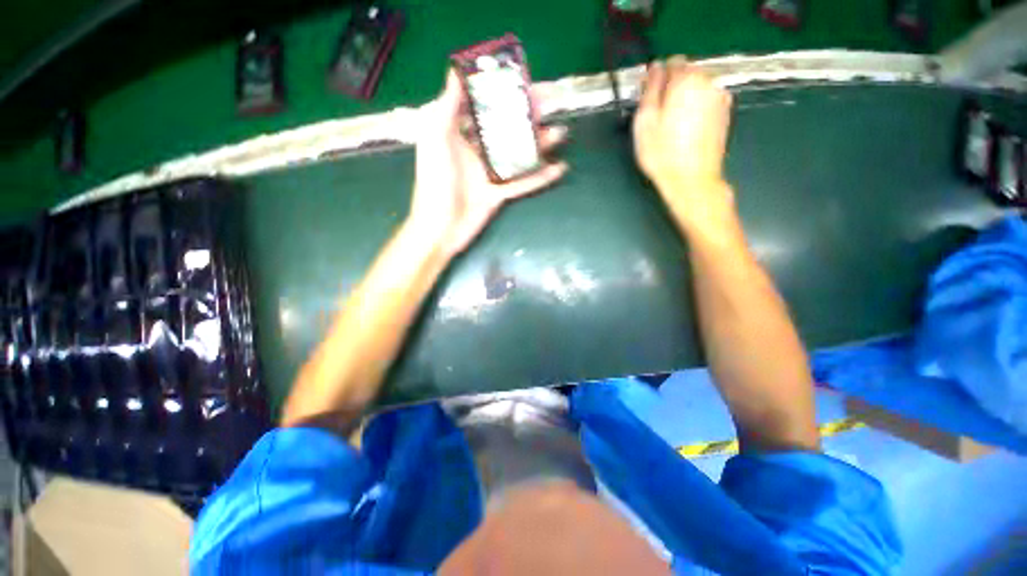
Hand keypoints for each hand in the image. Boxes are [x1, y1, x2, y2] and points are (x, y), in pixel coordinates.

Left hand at [407, 70, 568, 258]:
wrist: (440, 229)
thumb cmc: (433, 184)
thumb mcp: (434, 141)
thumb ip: (445, 108)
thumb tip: (455, 72)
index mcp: (457, 135)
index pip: (483, 106)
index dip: (501, 92)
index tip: (522, 81)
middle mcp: (475, 151)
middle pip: (505, 128)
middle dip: (527, 116)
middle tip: (550, 105)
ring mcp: (489, 174)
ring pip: (518, 154)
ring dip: (539, 144)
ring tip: (560, 132)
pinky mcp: (499, 194)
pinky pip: (523, 183)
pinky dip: (540, 177)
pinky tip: (559, 168)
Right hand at [633, 57, 734, 231]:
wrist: (692, 180)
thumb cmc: (662, 153)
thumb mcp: (645, 120)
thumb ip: (650, 88)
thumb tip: (655, 67)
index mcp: (687, 79)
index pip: (672, 62)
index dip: (657, 79)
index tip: (648, 99)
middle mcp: (709, 82)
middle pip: (687, 74)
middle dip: (672, 88)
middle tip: (658, 117)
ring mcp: (721, 98)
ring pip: (697, 89)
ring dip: (684, 99)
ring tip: (672, 127)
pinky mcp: (725, 114)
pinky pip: (706, 102)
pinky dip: (696, 109)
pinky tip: (687, 131)